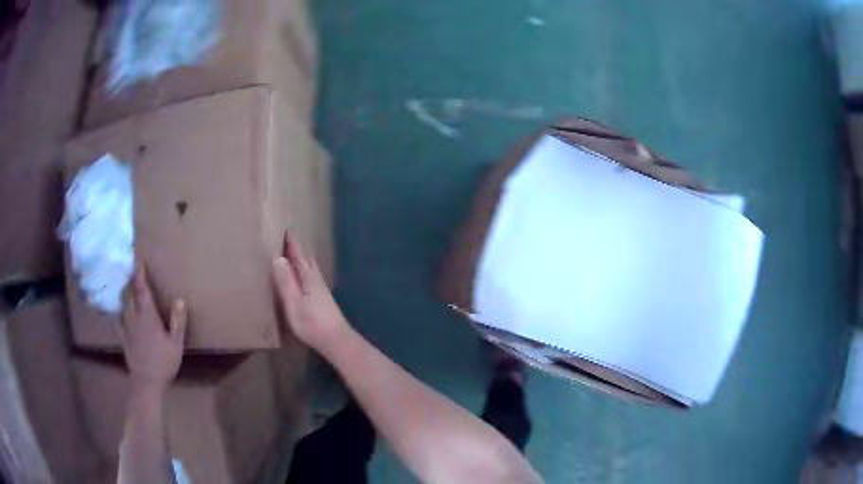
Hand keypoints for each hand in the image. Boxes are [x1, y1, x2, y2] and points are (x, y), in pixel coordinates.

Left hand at [121, 263, 186, 393]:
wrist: (147, 382)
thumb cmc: (164, 363)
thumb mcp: (176, 344)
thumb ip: (177, 321)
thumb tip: (179, 299)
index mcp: (148, 316)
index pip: (142, 289)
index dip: (139, 272)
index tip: (137, 256)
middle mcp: (135, 317)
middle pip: (129, 293)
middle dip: (129, 277)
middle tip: (128, 264)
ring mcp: (127, 327)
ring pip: (122, 303)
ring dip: (123, 290)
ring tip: (123, 281)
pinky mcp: (123, 337)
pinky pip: (118, 319)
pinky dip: (118, 309)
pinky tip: (118, 309)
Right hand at [272, 231, 346, 351]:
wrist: (336, 340)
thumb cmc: (312, 322)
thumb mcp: (293, 302)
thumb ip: (285, 281)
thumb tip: (277, 257)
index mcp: (308, 277)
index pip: (299, 255)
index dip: (292, 243)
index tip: (287, 229)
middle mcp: (316, 280)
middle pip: (306, 260)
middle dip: (298, 250)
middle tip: (289, 239)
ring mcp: (321, 290)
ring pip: (310, 269)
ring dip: (302, 260)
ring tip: (294, 256)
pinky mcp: (322, 300)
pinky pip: (311, 278)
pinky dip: (305, 272)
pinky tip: (304, 279)